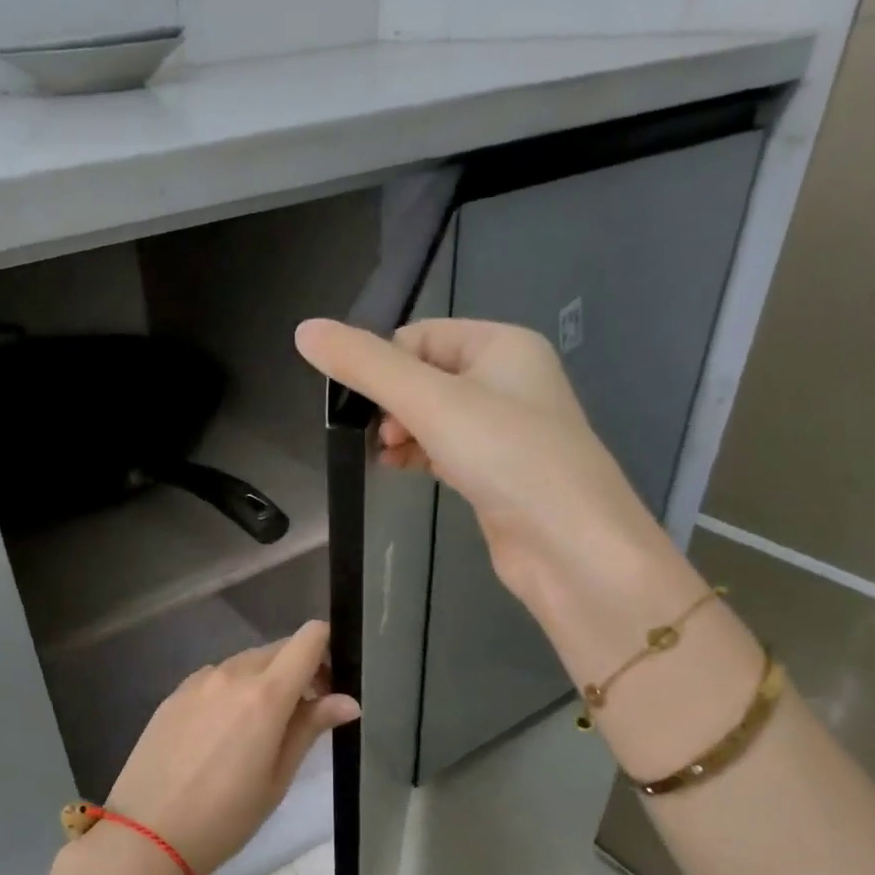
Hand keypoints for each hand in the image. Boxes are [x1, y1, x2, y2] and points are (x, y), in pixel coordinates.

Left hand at [105, 622, 358, 874]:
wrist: (146, 834)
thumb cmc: (224, 816)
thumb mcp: (277, 778)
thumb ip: (310, 728)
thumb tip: (348, 701)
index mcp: (265, 693)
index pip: (308, 638)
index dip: (327, 650)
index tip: (330, 685)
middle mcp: (231, 674)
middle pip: (278, 650)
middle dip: (299, 671)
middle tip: (302, 716)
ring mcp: (198, 681)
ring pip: (245, 663)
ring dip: (263, 682)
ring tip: (259, 731)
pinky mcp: (174, 694)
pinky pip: (215, 678)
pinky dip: (231, 691)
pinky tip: (221, 734)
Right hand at [294, 316, 675, 628]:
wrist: (569, 545)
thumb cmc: (506, 456)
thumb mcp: (429, 401)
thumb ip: (365, 365)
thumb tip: (304, 330)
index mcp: (501, 345)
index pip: (420, 335)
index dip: (383, 364)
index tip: (360, 402)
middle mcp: (507, 379)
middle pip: (424, 375)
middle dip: (390, 402)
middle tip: (379, 435)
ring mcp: (504, 429)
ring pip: (432, 415)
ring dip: (400, 431)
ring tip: (384, 456)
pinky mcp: (496, 471)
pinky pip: (444, 449)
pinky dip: (417, 455)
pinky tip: (397, 470)